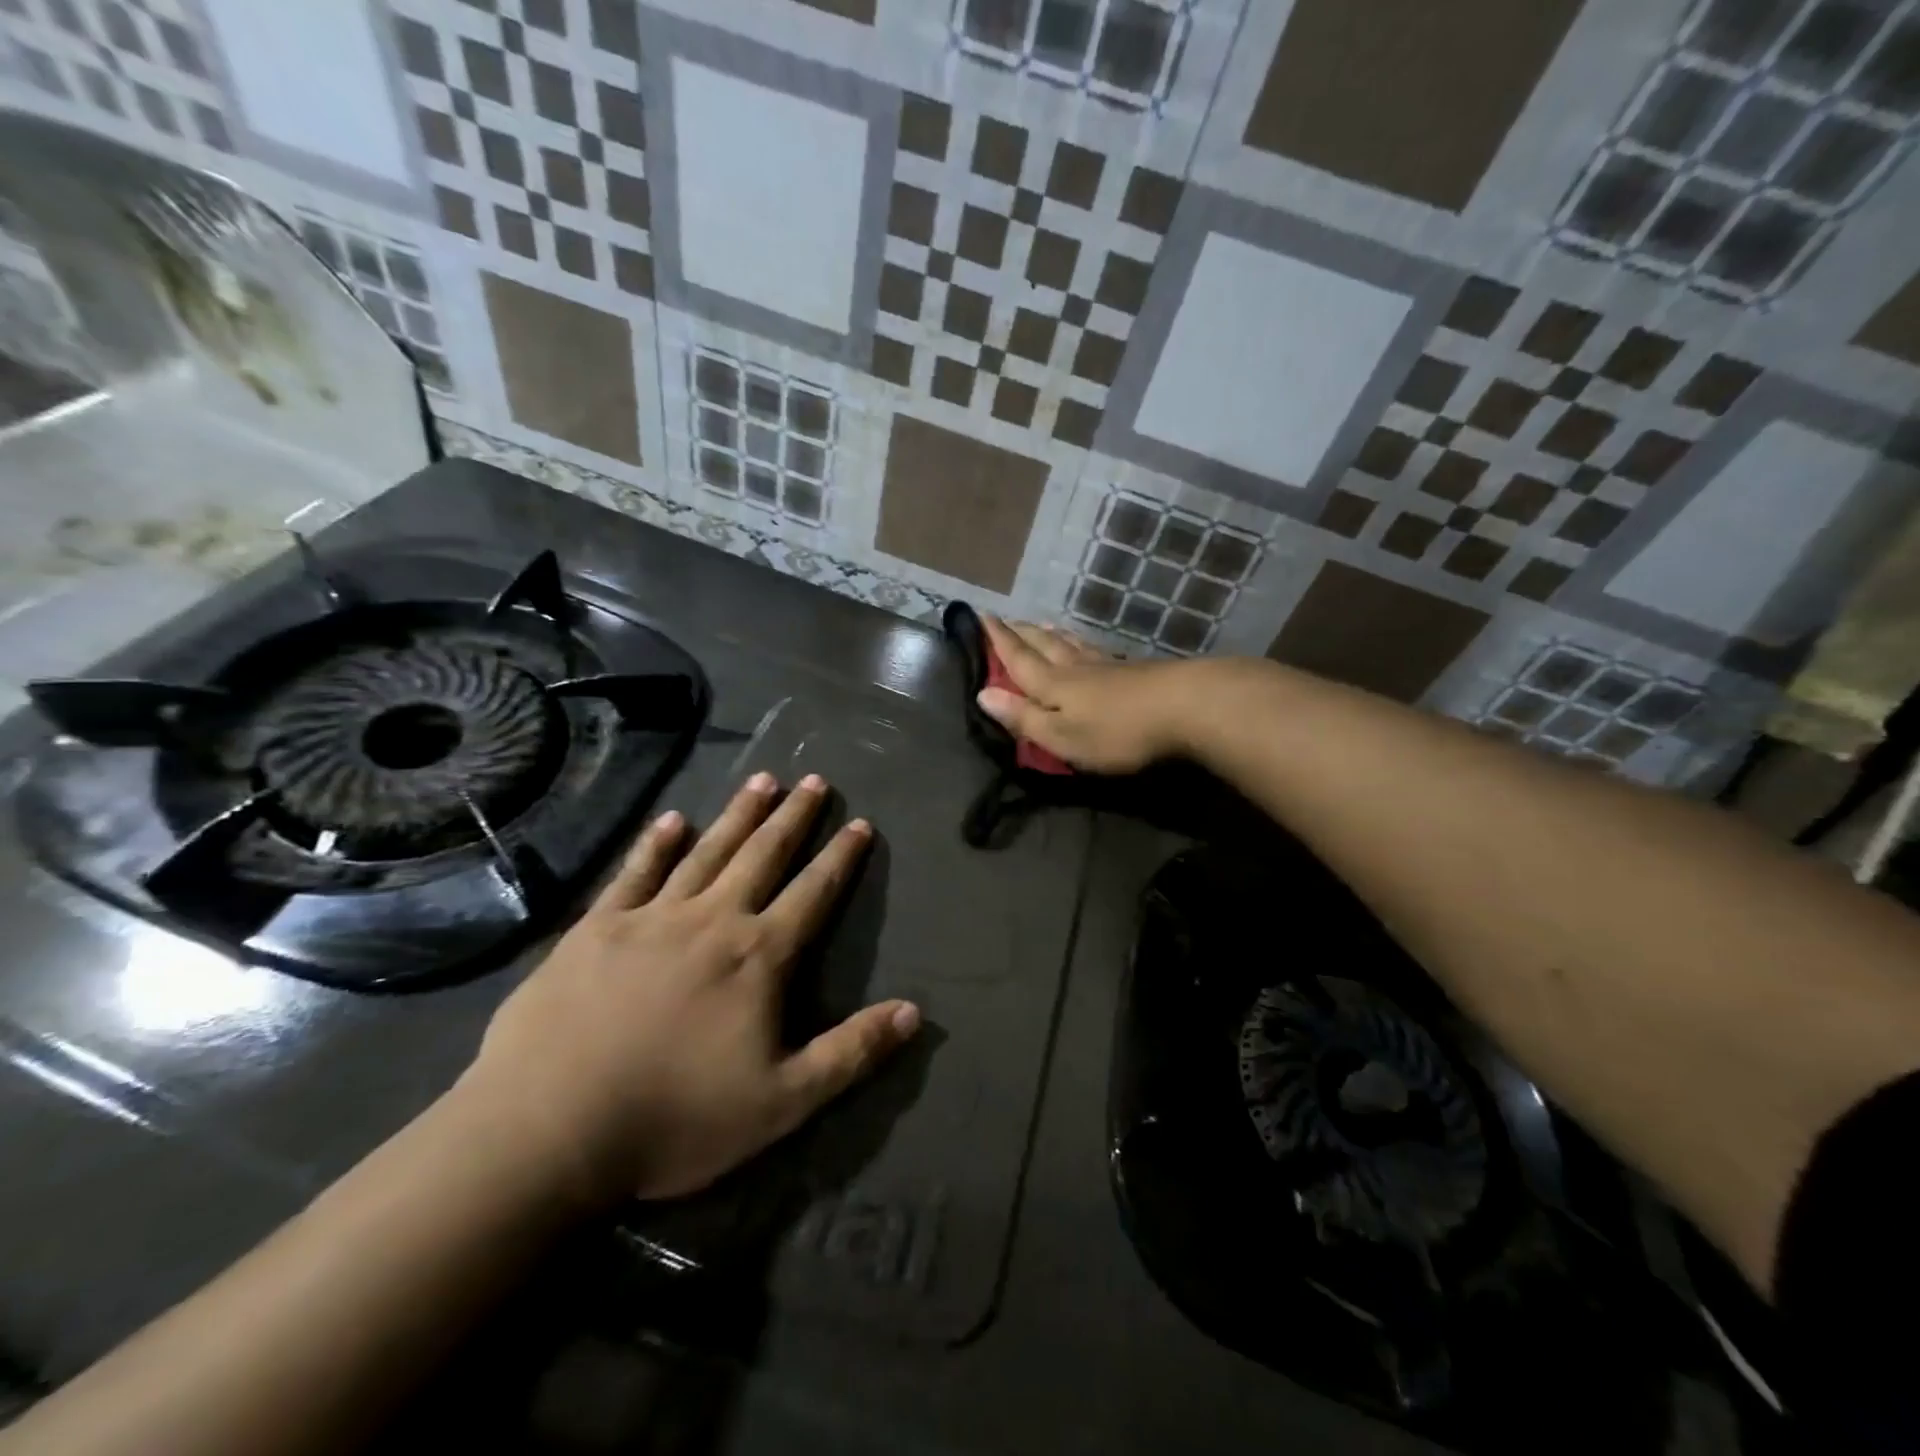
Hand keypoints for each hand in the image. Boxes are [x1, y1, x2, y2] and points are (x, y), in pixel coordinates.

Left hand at [459, 773, 919, 1206]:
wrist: (547, 1129)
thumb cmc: (675, 1119)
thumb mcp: (783, 1102)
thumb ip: (851, 1052)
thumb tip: (915, 1011)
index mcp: (758, 956)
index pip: (813, 893)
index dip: (841, 857)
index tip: (859, 822)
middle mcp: (711, 920)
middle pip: (763, 855)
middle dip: (793, 817)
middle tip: (814, 779)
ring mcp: (651, 917)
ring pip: (707, 851)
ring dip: (738, 814)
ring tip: (762, 780)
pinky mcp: (597, 928)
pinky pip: (635, 873)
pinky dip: (656, 843)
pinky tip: (672, 819)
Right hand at [976, 616, 1194, 773]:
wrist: (1187, 706)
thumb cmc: (1117, 731)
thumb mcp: (1062, 736)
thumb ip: (1023, 718)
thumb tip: (982, 694)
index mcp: (1053, 684)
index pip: (1018, 659)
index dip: (998, 640)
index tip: (980, 616)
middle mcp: (1076, 668)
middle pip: (1044, 646)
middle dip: (1022, 633)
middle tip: (1006, 619)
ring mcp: (1108, 667)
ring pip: (1071, 645)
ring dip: (1051, 635)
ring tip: (1041, 626)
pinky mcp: (1134, 671)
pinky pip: (1095, 651)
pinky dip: (1081, 643)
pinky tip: (1087, 647)